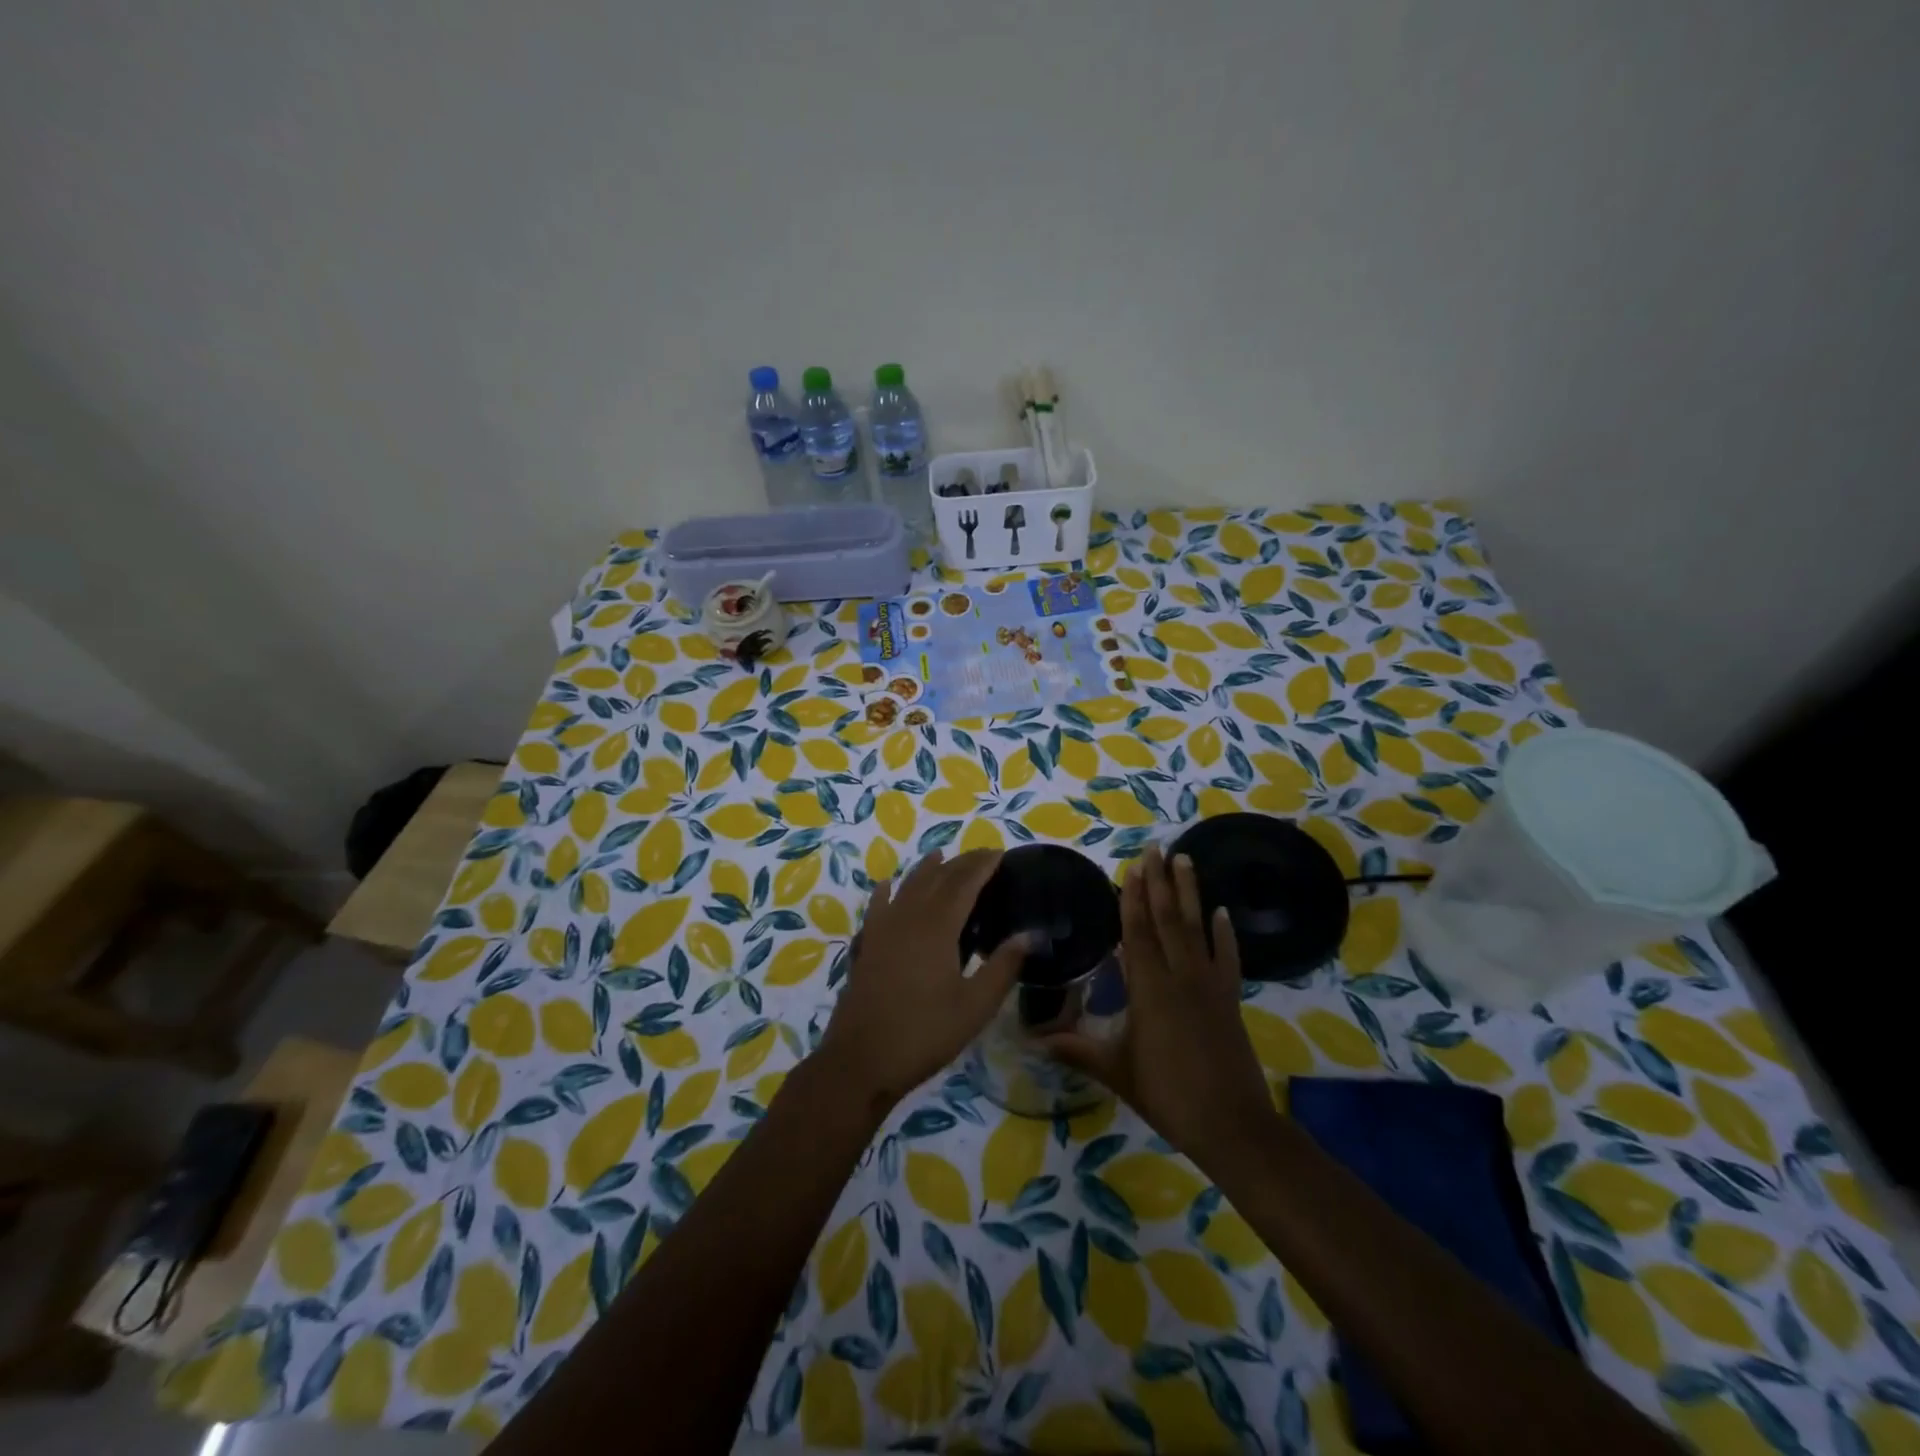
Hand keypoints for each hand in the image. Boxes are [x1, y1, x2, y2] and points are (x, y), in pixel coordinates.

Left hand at [815, 849, 1029, 1110]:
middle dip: (960, 863)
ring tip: (941, 857)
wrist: (861, 1060)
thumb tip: (1030, 934)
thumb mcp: (975, 1006)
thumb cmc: (925, 1034)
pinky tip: (887, 885)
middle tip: (981, 856)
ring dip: (926, 869)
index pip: (963, 883)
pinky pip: (877, 906)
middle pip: (936, 878)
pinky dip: (887, 891)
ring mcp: (882, 929)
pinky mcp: (865, 945)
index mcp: (937, 927)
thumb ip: (1003, 967)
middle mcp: (908, 917)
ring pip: (907, 886)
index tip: (1000, 853)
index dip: (982, 866)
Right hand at [1048, 845, 1275, 1168]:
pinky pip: (1226, 958)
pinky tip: (1221, 912)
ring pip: (1197, 928)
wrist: (1232, 1125)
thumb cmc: (1167, 1095)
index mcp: (1150, 990)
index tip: (1132, 866)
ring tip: (1186, 859)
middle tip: (1156, 847)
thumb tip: (1030, 1041)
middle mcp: (1180, 977)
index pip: (1138, 933)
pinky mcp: (1229, 999)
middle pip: (1168, 919)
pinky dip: (1224, 934)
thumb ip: (1075, 1050)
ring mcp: (1209, 986)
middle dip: (1160, 881)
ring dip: (1190, 892)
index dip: (1133, 898)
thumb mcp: (1116, 1071)